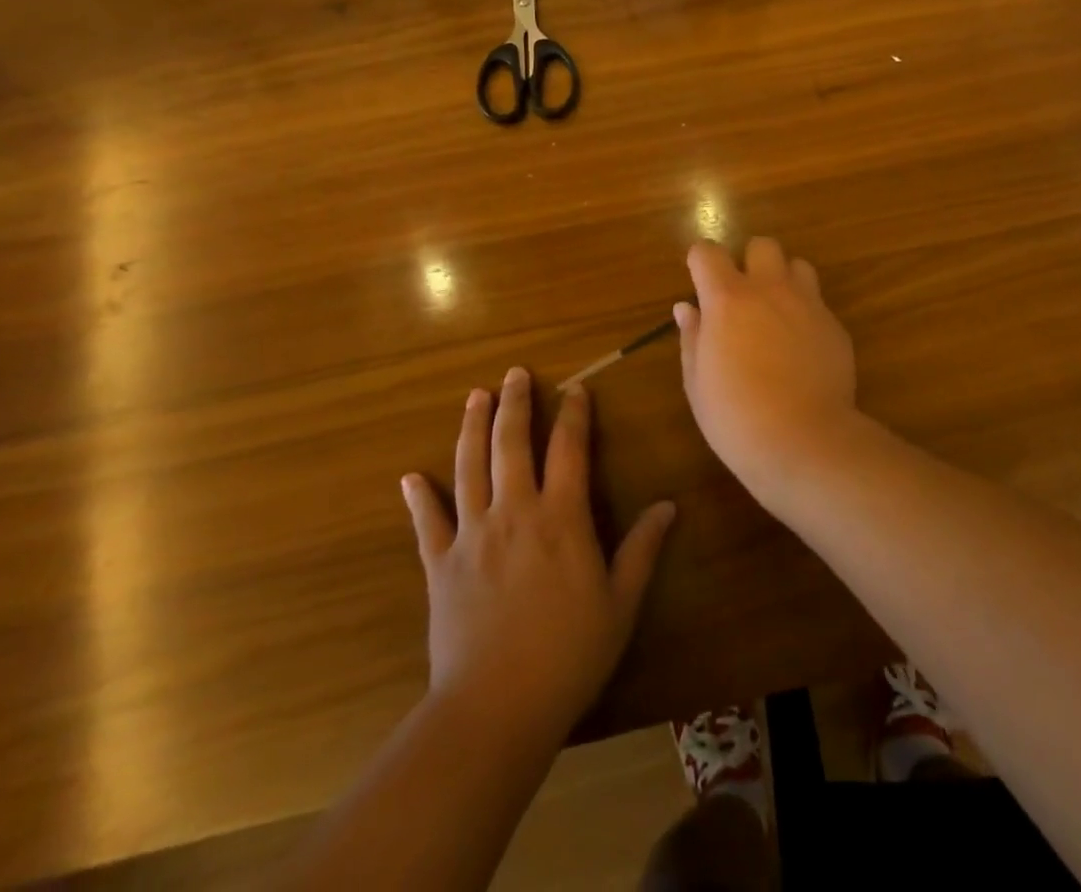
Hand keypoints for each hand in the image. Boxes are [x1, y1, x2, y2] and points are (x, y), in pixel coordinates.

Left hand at [401, 368, 674, 742]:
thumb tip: (669, 505)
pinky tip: (411, 477)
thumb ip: (642, 549)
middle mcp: (514, 512)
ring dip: (472, 428)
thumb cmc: (568, 654)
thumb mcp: (620, 603)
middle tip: (514, 374)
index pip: (569, 449)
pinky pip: (427, 523)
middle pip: (512, 444)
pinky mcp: (440, 565)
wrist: (495, 708)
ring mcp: (472, 535)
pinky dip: (419, 498)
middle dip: (515, 404)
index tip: (575, 389)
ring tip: (474, 397)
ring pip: (470, 467)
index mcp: (561, 517)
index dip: (574, 414)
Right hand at [677, 238, 861, 497]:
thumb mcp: (698, 382)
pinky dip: (805, 313)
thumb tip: (687, 308)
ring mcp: (808, 304)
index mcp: (728, 299)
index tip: (699, 281)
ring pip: (798, 265)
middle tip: (742, 296)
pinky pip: (818, 303)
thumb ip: (692, 337)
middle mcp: (770, 290)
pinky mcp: (835, 326)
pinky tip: (800, 348)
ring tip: (776, 312)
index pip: (708, 252)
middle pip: (762, 245)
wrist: (804, 441)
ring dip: (783, 279)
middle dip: (749, 261)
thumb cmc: (736, 417)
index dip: (700, 261)